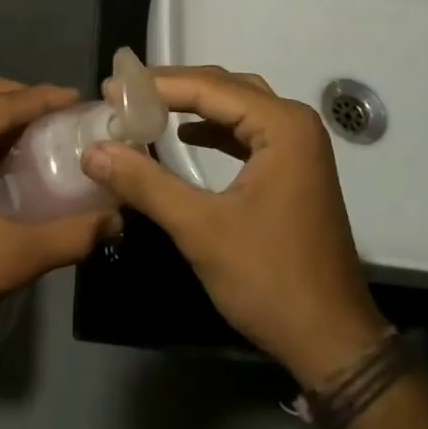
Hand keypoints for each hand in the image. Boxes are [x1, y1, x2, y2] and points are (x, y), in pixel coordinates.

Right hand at [81, 66, 385, 386]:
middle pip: (225, 88)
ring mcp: (299, 148)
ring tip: (146, 107)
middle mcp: (295, 124)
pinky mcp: (295, 171)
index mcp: (282, 126)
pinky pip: (247, 132)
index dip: (156, 85)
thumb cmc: (270, 280)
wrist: (333, 343)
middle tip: (123, 92)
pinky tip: (184, 137)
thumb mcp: (201, 229)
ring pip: (237, 107)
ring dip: (193, 105)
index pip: (209, 87)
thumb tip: (94, 150)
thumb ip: (146, 183)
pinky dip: (214, 129)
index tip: (109, 88)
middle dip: (173, 88)